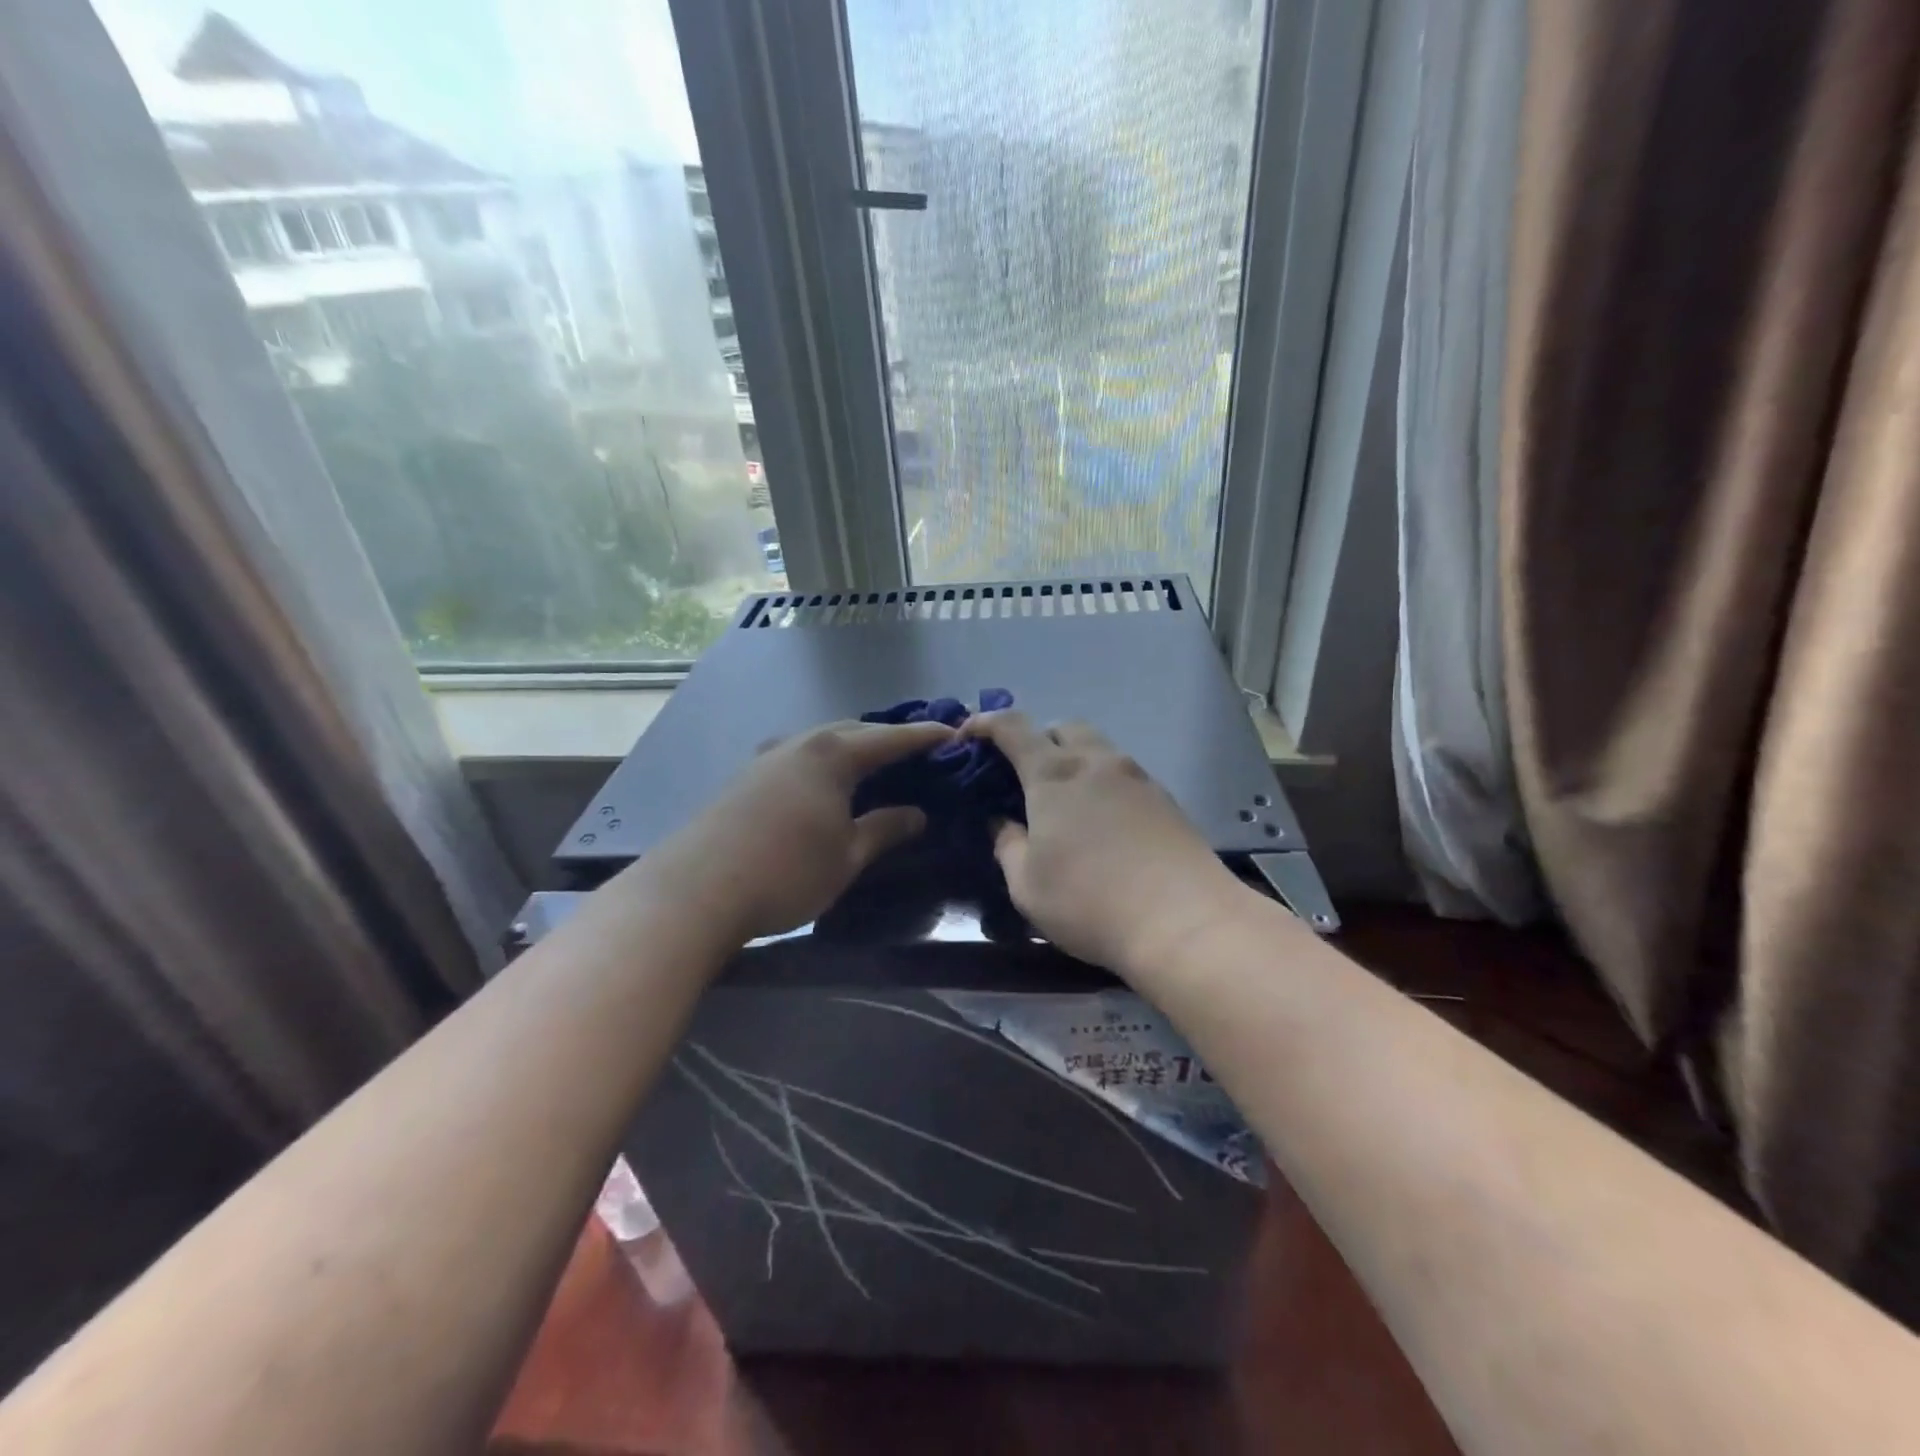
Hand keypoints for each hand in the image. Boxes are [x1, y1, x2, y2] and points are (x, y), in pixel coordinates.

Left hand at [640, 718, 954, 944]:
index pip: (890, 738)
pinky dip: (823, 761)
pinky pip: (798, 755)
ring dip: (851, 746)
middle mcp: (801, 744)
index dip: (923, 736)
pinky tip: (822, 784)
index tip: (952, 732)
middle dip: (886, 737)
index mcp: (833, 755)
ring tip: (872, 763)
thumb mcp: (847, 856)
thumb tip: (917, 814)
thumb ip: (885, 829)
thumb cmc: (786, 872)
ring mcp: (767, 757)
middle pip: (853, 730)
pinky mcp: (745, 777)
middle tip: (915, 751)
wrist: (696, 889)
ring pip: (821, 740)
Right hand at [962, 712, 1250, 979]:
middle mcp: (1095, 762)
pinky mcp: (1165, 798)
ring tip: (1065, 802)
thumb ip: (1007, 844)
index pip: (1012, 727)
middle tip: (1023, 777)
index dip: (985, 723)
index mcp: (1053, 774)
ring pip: (1097, 748)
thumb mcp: (1026, 884)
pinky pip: (1123, 773)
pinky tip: (1103, 822)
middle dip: (1036, 741)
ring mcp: (1136, 776)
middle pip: (1061, 728)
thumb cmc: (1089, 902)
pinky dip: (1102, 782)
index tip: (968, 736)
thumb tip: (1001, 822)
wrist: (1184, 920)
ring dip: (1073, 760)